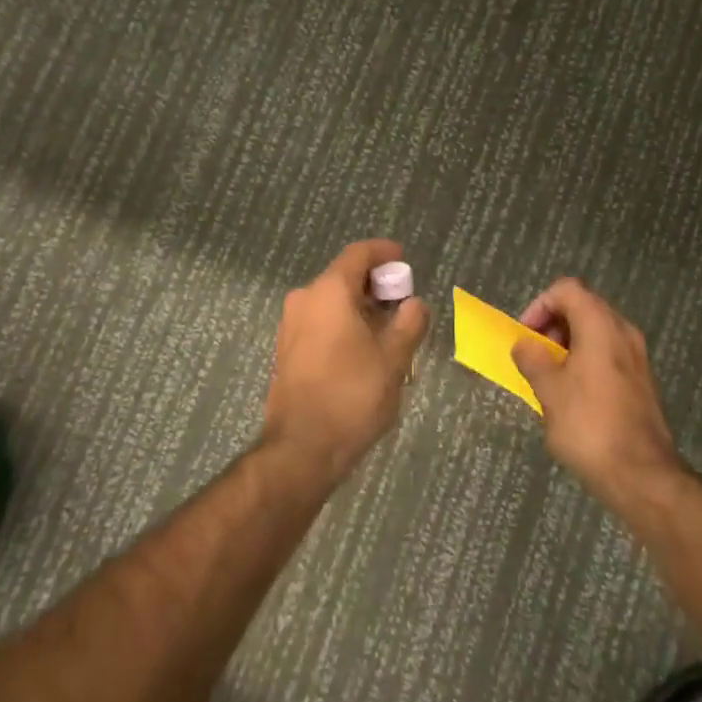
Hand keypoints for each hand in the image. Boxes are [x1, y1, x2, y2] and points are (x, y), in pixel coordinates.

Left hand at [263, 239, 430, 482]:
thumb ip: (409, 323)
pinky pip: (320, 323)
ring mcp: (290, 325)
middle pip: (344, 277)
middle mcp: (304, 299)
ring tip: (389, 333)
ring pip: (331, 303)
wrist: (301, 448)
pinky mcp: (286, 350)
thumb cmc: (352, 395)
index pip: (358, 254)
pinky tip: (364, 351)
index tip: (404, 260)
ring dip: (360, 309)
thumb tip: (414, 304)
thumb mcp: (394, 358)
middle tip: (403, 305)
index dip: (384, 253)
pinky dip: (343, 326)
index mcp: (329, 291)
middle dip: (376, 286)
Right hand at [511, 278, 685, 508]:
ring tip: (549, 376)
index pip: (566, 290)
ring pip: (595, 332)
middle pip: (583, 307)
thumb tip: (524, 345)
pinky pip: (607, 354)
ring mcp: (637, 357)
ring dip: (567, 344)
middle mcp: (623, 332)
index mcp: (600, 326)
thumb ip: (532, 359)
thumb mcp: (548, 390)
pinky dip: (585, 361)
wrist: (642, 476)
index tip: (526, 335)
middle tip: (534, 354)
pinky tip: (572, 394)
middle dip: (552, 325)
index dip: (540, 305)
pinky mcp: (641, 381)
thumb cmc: (589, 425)